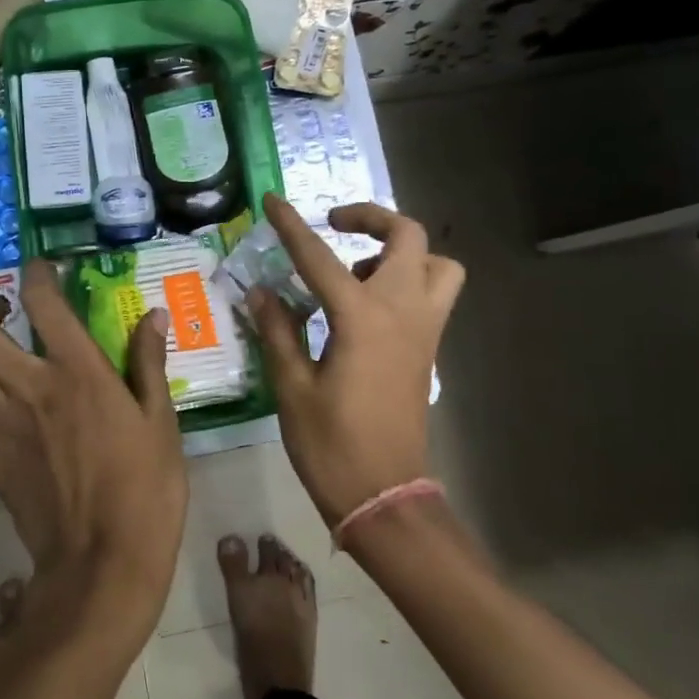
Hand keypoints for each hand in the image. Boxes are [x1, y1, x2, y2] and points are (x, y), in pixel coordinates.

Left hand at [0, 261, 187, 625]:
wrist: (106, 561)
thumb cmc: (147, 488)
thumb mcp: (162, 421)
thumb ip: (150, 363)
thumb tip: (154, 316)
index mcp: (79, 371)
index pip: (44, 302)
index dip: (36, 275)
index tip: (40, 271)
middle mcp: (32, 387)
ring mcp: (2, 425)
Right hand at [247, 194, 463, 525]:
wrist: (384, 497)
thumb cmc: (331, 446)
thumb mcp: (292, 388)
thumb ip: (278, 331)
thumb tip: (261, 292)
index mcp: (361, 319)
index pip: (320, 258)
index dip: (292, 227)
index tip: (272, 202)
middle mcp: (402, 312)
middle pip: (407, 237)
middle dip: (371, 219)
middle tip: (333, 227)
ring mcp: (424, 331)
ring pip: (437, 264)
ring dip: (401, 252)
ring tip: (357, 270)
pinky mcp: (428, 350)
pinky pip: (433, 294)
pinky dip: (408, 281)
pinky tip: (365, 307)